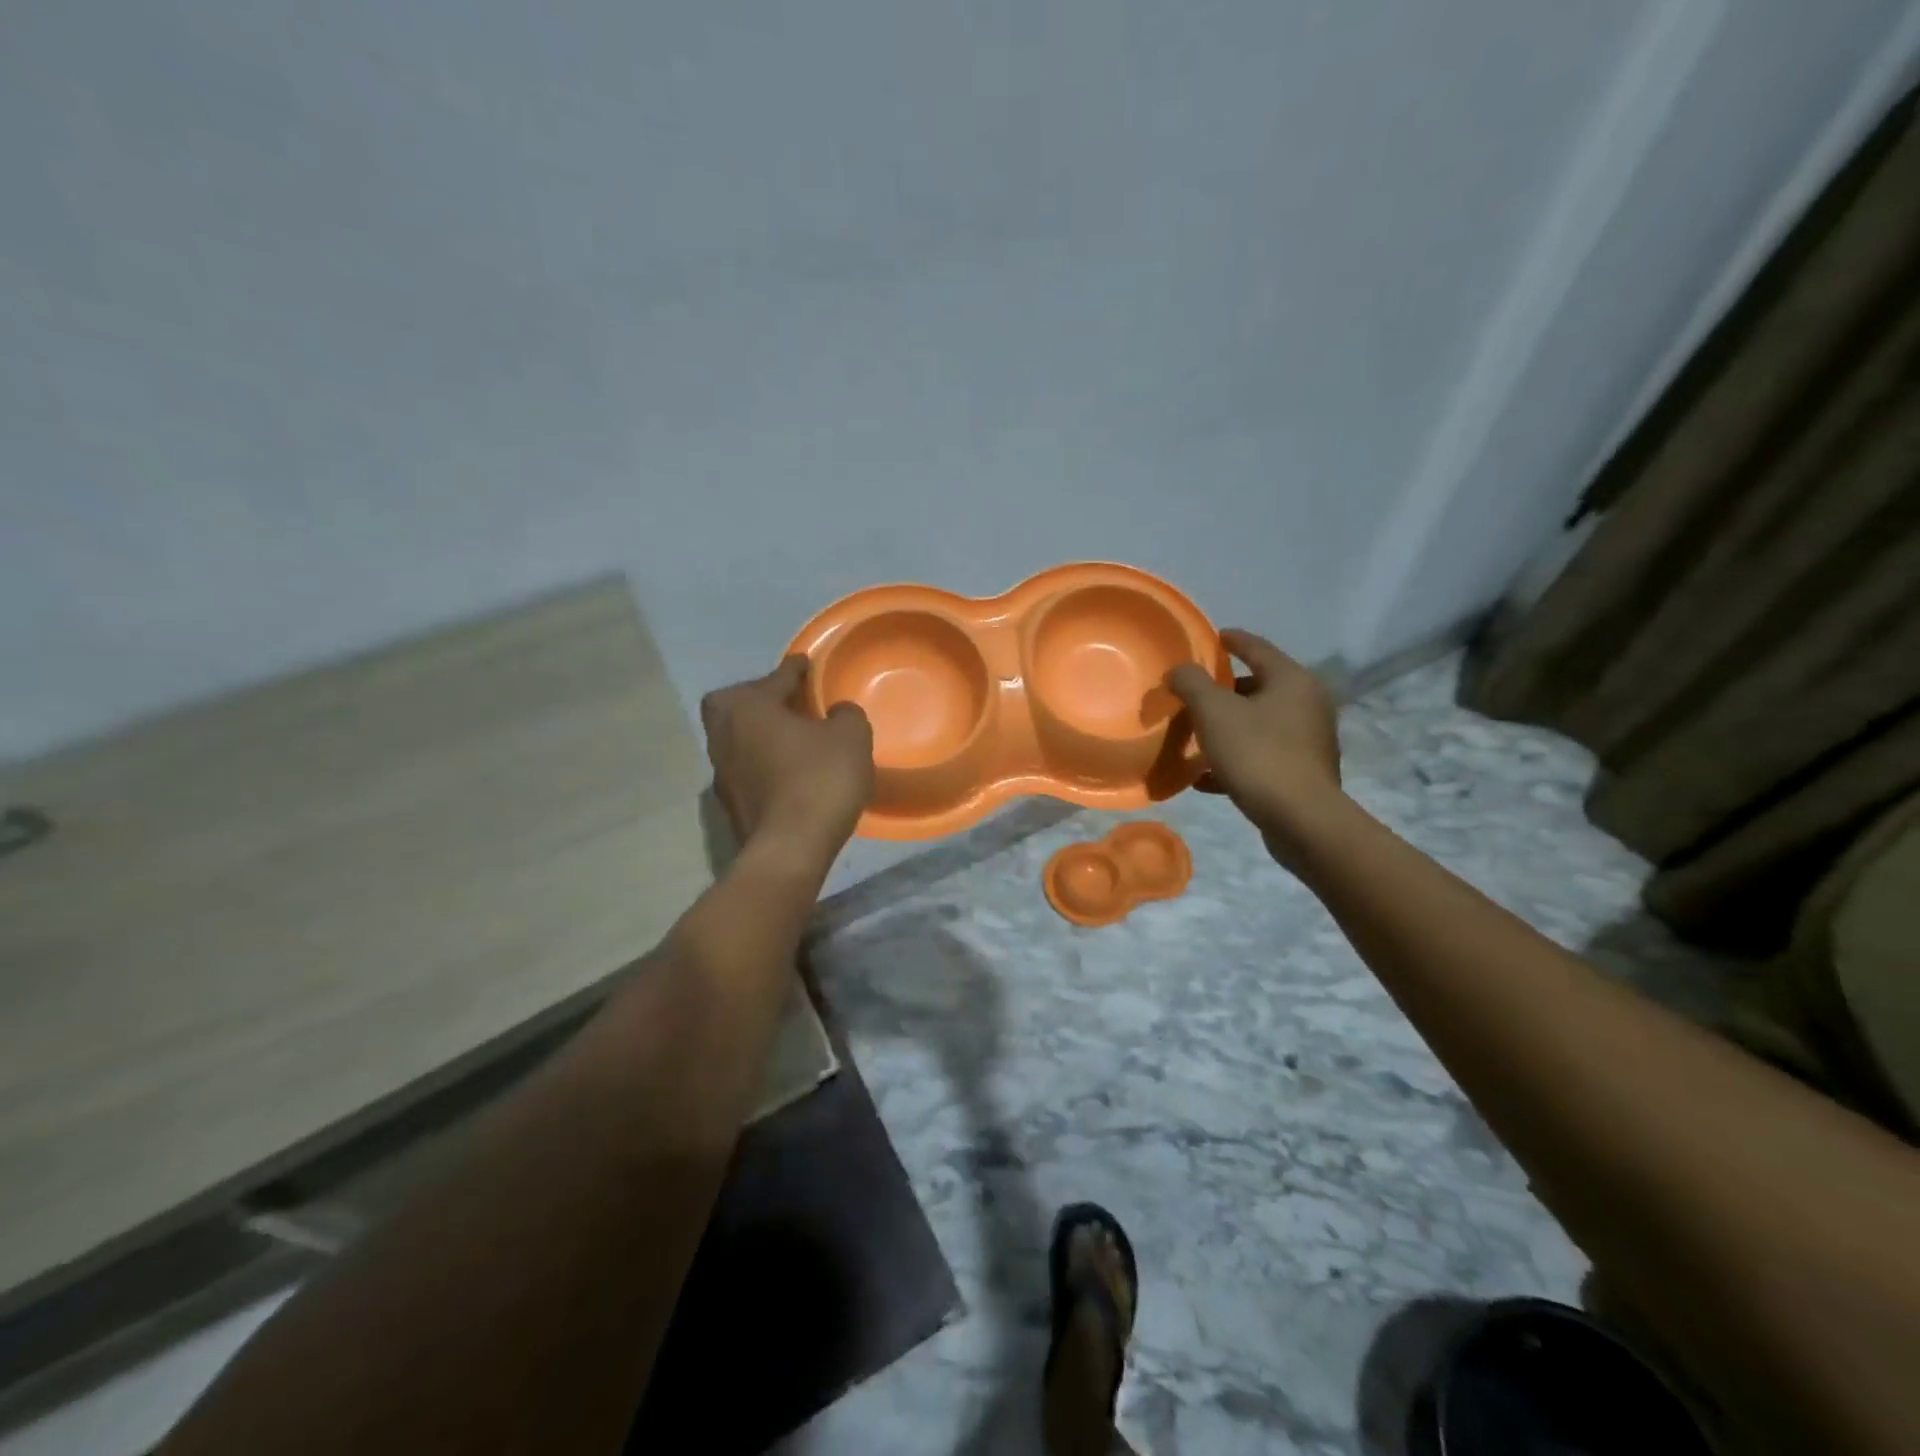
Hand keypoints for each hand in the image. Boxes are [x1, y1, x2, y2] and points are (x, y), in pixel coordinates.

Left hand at [700, 658, 873, 869]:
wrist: (789, 849)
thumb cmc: (819, 780)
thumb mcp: (850, 736)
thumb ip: (846, 714)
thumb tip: (837, 713)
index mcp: (747, 706)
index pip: (776, 677)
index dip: (795, 669)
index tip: (805, 663)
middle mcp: (723, 733)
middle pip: (740, 703)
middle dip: (762, 699)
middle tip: (791, 704)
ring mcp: (721, 770)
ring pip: (740, 737)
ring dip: (762, 733)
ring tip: (794, 738)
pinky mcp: (729, 802)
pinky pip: (747, 768)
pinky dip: (764, 762)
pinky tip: (789, 772)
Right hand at [1167, 629, 1342, 857]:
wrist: (1301, 819)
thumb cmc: (1257, 754)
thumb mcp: (1214, 712)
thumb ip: (1191, 683)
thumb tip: (1178, 671)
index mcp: (1292, 680)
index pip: (1257, 648)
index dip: (1231, 640)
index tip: (1211, 637)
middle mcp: (1308, 704)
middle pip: (1259, 687)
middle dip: (1224, 691)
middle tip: (1193, 694)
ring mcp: (1309, 740)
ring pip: (1259, 724)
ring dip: (1228, 727)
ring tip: (1195, 736)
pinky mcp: (1303, 772)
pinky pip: (1262, 755)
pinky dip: (1235, 758)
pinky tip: (1206, 777)